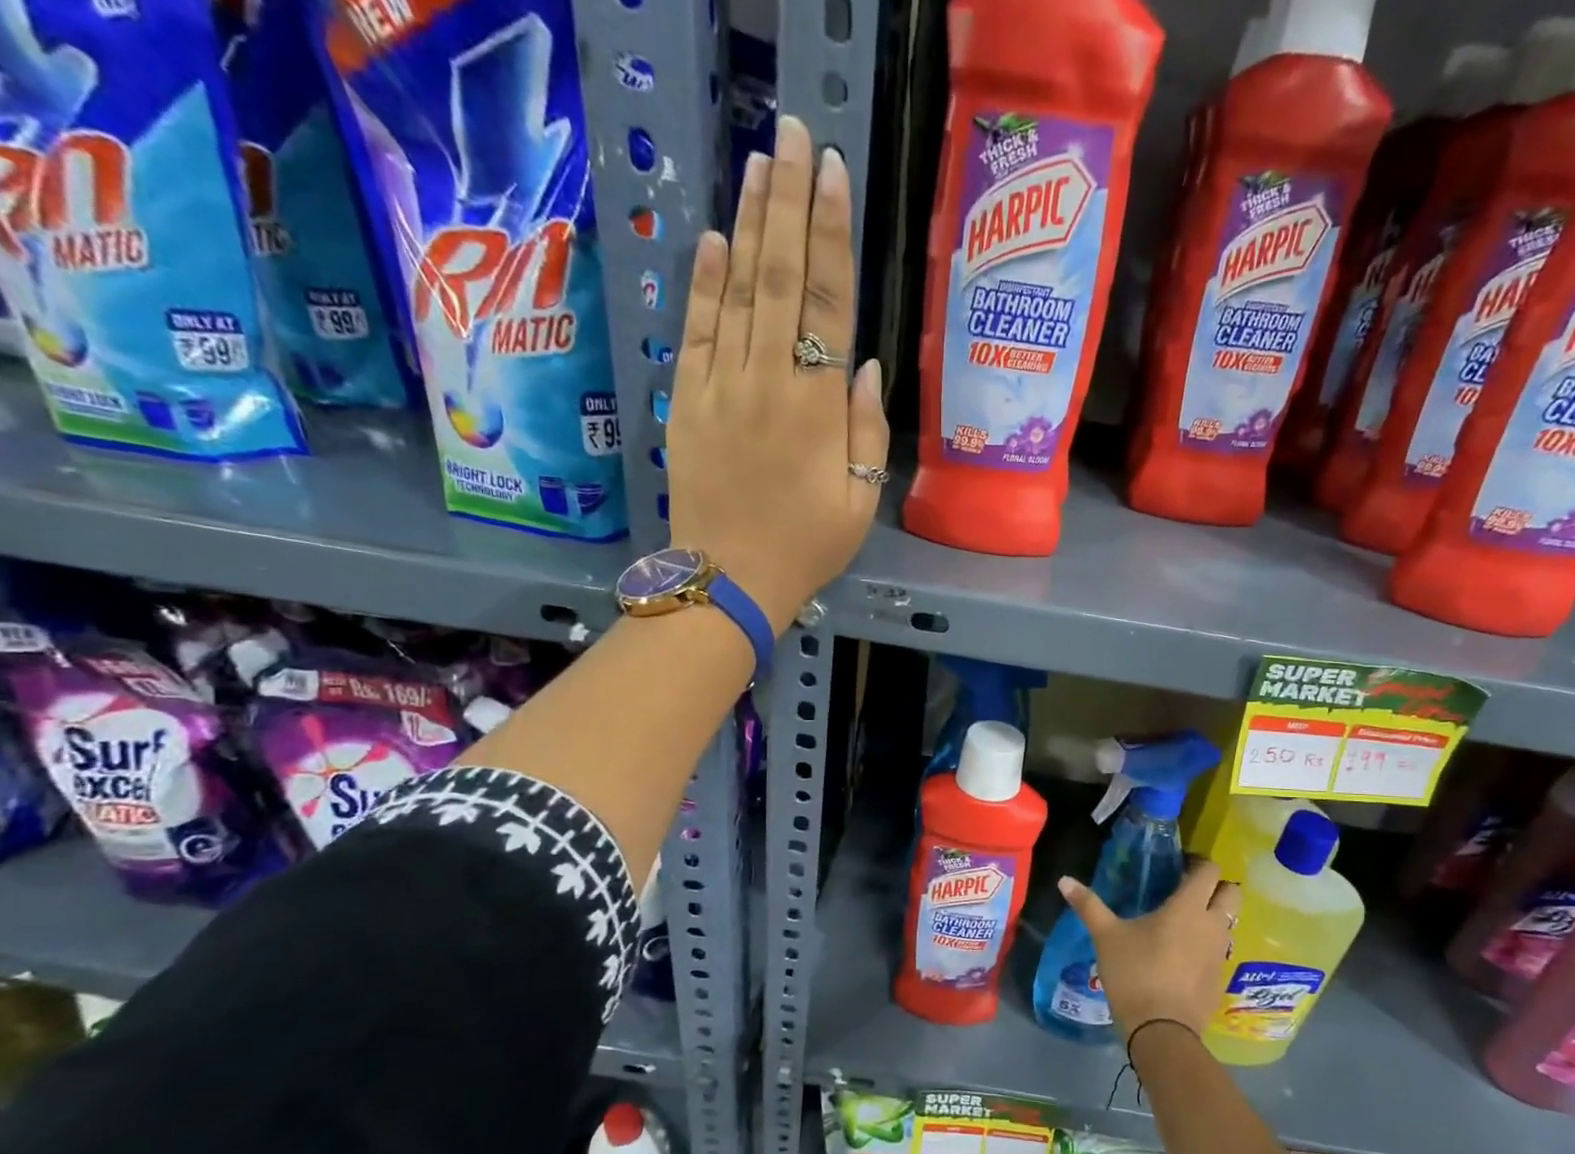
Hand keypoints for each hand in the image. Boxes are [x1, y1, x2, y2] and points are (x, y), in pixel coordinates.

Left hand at [667, 114, 888, 628]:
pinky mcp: (686, 400)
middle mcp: (768, 381)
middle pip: (778, 278)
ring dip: (749, 223)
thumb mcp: (859, 501)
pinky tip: (715, 238)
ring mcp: (721, 386)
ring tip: (759, 161)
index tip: (832, 174)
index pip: (827, 304)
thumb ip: (867, 431)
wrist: (729, 578)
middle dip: (789, 202)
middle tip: (793, 133)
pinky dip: (705, 282)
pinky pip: (696, 331)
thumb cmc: (806, 547)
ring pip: (737, 291)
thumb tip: (868, 366)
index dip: (831, 236)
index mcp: (817, 408)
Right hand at [1058, 863, 1240, 1045]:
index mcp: (1188, 908)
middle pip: (1232, 893)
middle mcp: (1212, 925)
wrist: (1162, 1031)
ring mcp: (1220, 953)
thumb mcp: (1106, 937)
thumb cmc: (1134, 974)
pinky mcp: (1220, 978)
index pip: (1208, 870)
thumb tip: (1064, 880)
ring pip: (1228, 922)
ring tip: (1184, 922)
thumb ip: (1088, 905)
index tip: (1179, 864)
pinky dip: (1208, 944)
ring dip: (1214, 915)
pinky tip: (1183, 955)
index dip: (1197, 862)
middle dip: (1215, 886)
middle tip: (1187, 890)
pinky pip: (1220, 950)